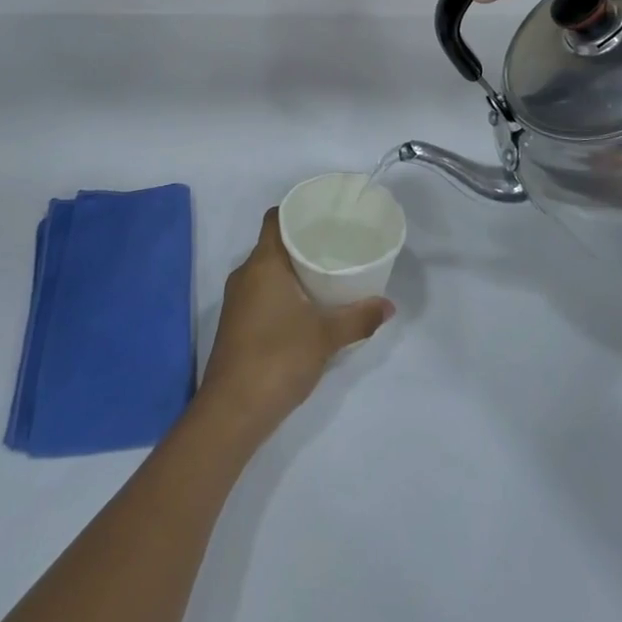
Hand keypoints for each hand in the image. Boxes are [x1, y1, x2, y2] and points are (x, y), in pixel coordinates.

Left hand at [197, 210, 392, 440]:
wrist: (233, 410)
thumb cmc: (279, 358)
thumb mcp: (326, 337)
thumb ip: (358, 317)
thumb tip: (388, 305)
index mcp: (262, 263)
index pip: (275, 219)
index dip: (296, 210)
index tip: (323, 213)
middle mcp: (245, 274)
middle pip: (273, 244)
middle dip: (301, 242)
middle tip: (335, 243)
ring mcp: (237, 300)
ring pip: (266, 271)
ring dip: (292, 269)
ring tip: (326, 272)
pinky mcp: (236, 323)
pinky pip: (261, 292)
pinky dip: (282, 291)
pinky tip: (305, 306)